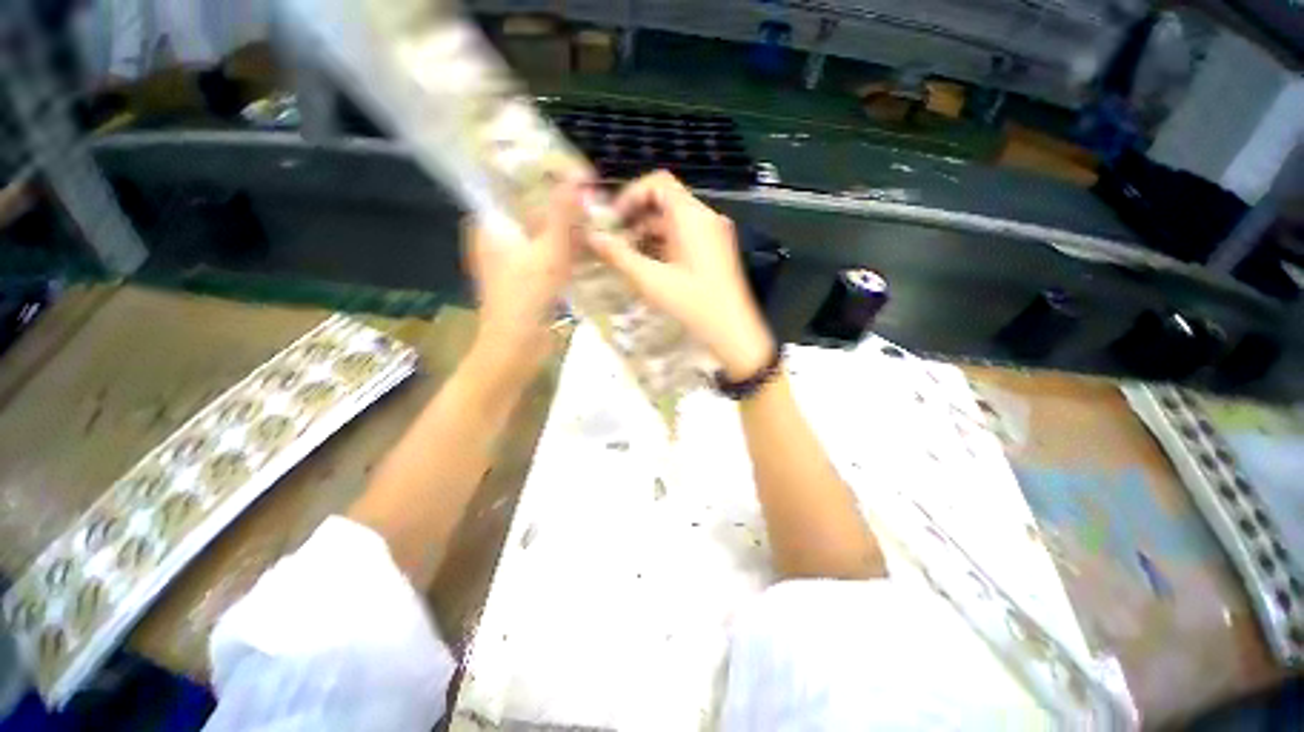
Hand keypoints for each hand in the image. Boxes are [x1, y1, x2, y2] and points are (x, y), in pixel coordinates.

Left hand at [464, 177, 587, 383]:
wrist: (516, 345)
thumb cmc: (527, 295)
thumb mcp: (549, 251)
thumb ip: (563, 215)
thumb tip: (577, 179)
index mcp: (489, 224)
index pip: (513, 188)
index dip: (542, 179)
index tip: (571, 176)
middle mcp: (495, 238)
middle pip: (529, 212)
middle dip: (558, 207)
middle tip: (589, 199)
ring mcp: (509, 261)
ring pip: (539, 236)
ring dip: (563, 231)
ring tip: (592, 220)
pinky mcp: (523, 280)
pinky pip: (544, 256)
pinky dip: (561, 252)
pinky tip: (585, 249)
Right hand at [587, 171, 774, 379]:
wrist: (732, 330)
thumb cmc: (692, 303)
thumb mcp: (651, 279)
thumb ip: (619, 255)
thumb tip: (592, 237)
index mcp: (692, 216)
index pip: (658, 182)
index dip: (631, 195)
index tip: (613, 219)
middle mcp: (705, 217)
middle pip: (665, 202)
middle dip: (636, 219)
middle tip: (614, 241)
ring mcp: (713, 234)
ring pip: (674, 222)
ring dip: (648, 234)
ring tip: (626, 257)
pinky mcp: (715, 251)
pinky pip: (684, 237)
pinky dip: (664, 245)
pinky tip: (648, 265)